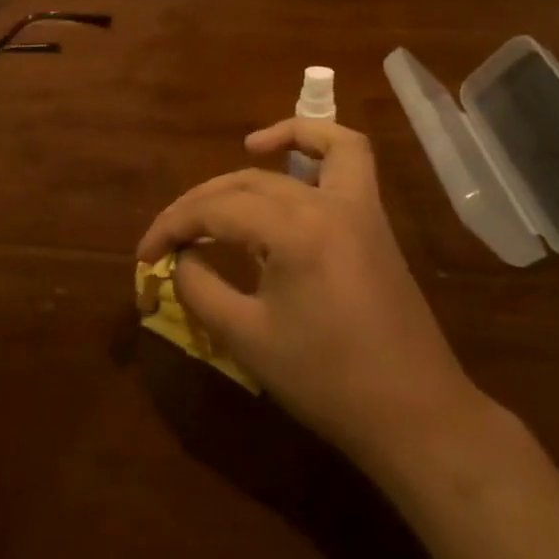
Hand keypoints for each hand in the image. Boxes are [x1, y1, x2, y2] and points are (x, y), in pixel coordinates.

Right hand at [137, 118, 484, 473]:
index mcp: (294, 232)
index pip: (215, 211)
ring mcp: (358, 206)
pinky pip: (349, 159)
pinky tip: (289, 158)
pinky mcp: (372, 220)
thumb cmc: (326, 382)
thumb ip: (200, 289)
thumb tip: (180, 259)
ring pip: (297, 157)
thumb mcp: (246, 338)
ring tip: (225, 172)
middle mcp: (327, 203)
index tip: (145, 255)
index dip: (172, 227)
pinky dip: (318, 143)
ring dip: (256, 159)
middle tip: (168, 238)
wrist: (414, 415)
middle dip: (197, 205)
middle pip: (246, 183)